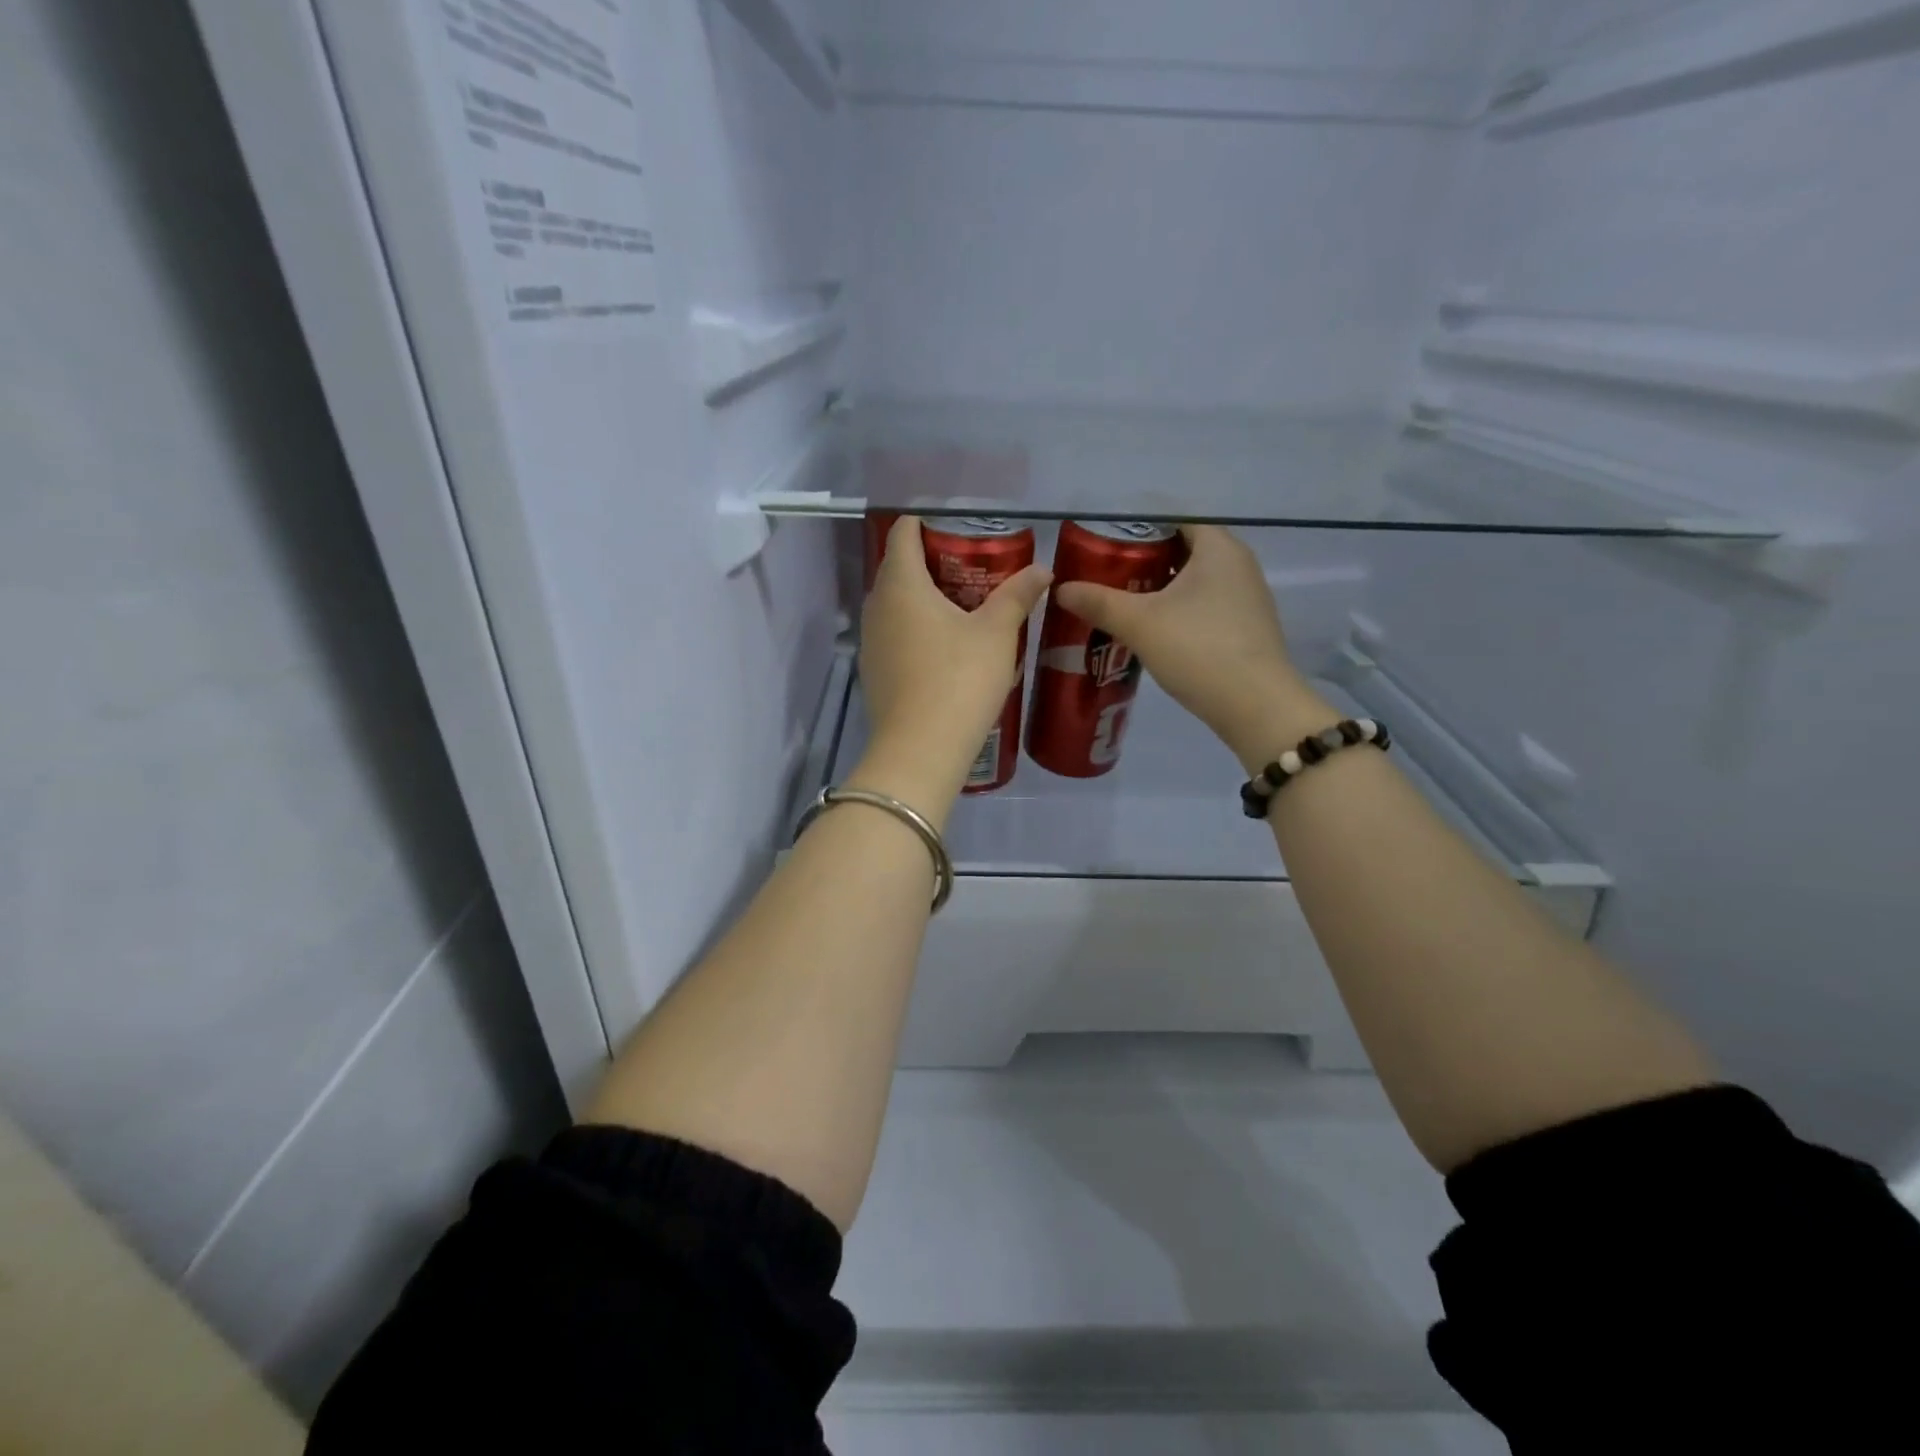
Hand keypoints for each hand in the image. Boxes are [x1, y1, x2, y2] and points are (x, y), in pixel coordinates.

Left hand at [854, 517, 1051, 815]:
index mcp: (901, 585)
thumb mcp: (997, 634)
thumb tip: (1043, 571)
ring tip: (962, 607)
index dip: (925, 523)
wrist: (920, 750)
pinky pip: (893, 634)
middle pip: (897, 568)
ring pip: (894, 605)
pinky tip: (944, 647)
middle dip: (929, 561)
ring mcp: (870, 642)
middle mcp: (876, 606)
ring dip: (922, 599)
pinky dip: (914, 629)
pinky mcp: (873, 672)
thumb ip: (1018, 596)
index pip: (903, 534)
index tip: (956, 527)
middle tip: (971, 567)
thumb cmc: (959, 680)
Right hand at [1053, 525, 1333, 770]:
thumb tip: (1061, 589)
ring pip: (1193, 581)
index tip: (1103, 545)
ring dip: (1158, 590)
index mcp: (1219, 547)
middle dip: (1142, 561)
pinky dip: (1177, 611)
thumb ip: (1099, 602)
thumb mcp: (1140, 624)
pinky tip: (1152, 632)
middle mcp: (1238, 564)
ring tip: (1120, 604)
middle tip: (1104, 577)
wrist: (1256, 707)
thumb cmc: (1199, 649)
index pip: (1174, 520)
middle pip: (1182, 550)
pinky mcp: (1245, 628)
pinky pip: (1204, 606)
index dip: (1137, 529)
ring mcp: (1246, 598)